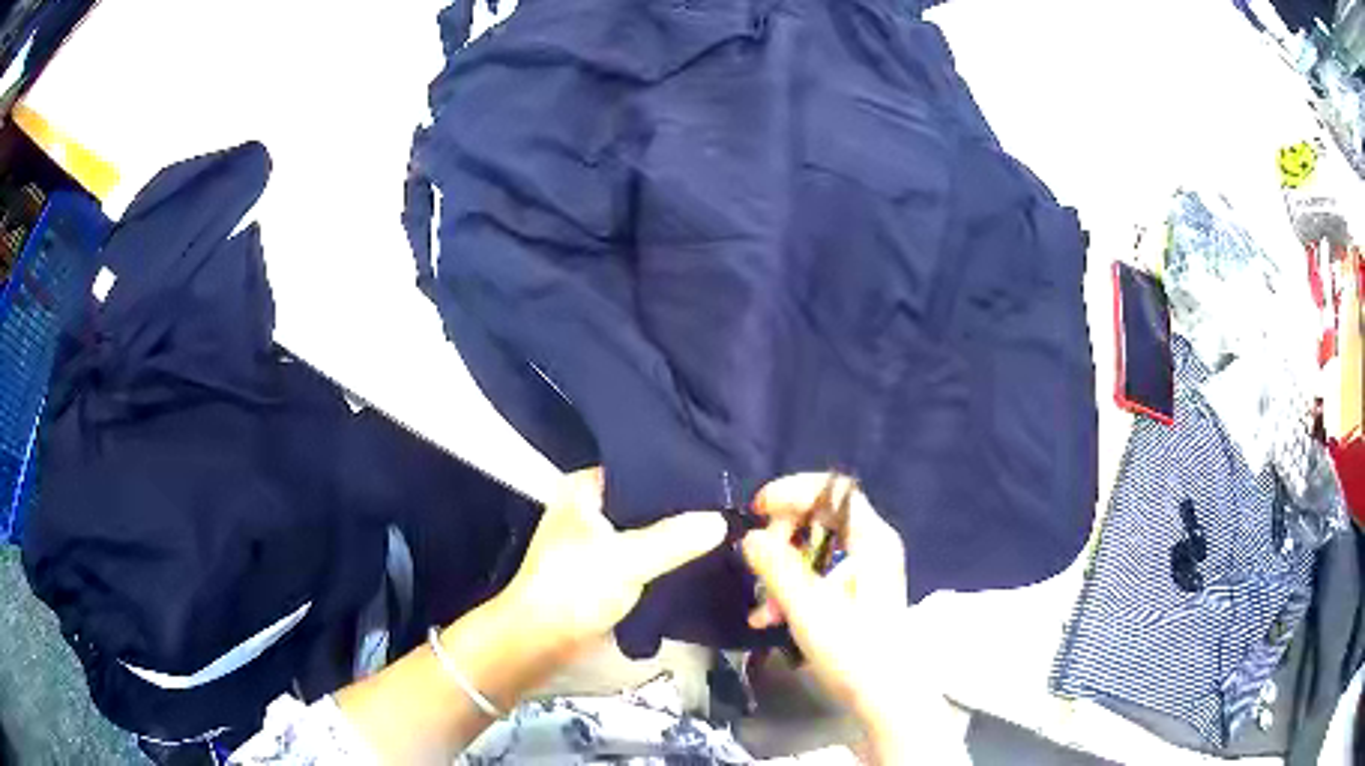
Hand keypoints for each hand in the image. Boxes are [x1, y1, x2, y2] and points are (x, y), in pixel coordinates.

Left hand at [498, 467, 727, 661]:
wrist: (539, 641)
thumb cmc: (574, 589)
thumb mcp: (628, 559)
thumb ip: (674, 538)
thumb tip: (721, 520)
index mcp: (584, 488)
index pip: (640, 468)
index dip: (677, 474)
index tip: (719, 480)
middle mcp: (588, 506)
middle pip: (645, 501)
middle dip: (680, 508)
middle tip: (727, 507)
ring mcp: (594, 539)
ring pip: (644, 530)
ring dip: (673, 536)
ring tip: (720, 530)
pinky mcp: (602, 569)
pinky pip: (641, 554)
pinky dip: (663, 558)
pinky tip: (697, 558)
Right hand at [741, 473, 910, 759]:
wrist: (886, 697)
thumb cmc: (854, 651)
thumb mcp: (808, 609)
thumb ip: (777, 568)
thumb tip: (750, 537)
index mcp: (872, 539)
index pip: (832, 490)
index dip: (791, 492)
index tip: (756, 510)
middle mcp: (873, 545)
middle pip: (819, 518)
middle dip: (781, 540)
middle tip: (756, 564)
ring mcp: (866, 569)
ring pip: (814, 550)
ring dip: (781, 572)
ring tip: (762, 610)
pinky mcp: (857, 592)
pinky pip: (819, 574)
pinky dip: (793, 589)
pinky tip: (770, 618)